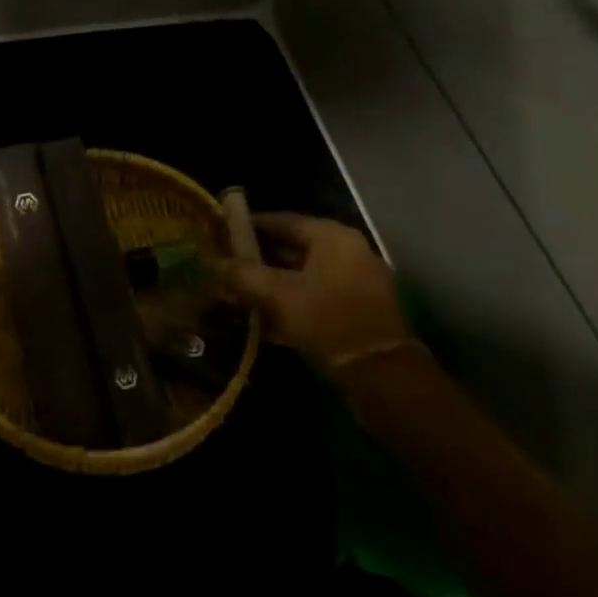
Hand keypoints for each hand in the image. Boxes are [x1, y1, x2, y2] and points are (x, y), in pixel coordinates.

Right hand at [226, 214, 413, 374]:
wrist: (382, 376)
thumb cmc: (328, 320)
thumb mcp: (278, 294)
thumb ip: (243, 275)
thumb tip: (215, 264)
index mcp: (332, 237)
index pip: (282, 221)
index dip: (249, 226)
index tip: (221, 234)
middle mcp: (346, 253)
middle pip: (292, 249)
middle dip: (257, 261)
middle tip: (225, 268)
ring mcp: (354, 284)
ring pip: (301, 278)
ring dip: (270, 287)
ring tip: (236, 297)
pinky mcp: (355, 314)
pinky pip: (313, 301)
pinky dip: (289, 307)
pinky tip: (261, 324)